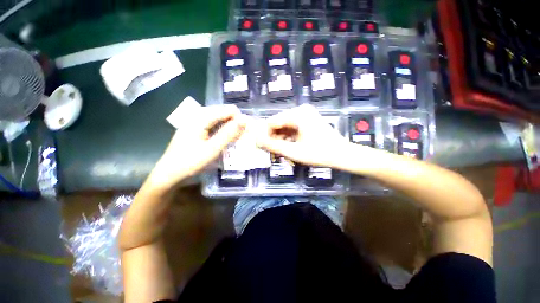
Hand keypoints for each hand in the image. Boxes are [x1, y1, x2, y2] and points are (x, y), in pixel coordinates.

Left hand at [148, 104, 245, 188]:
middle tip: (241, 135)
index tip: (245, 131)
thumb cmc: (190, 162)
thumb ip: (228, 134)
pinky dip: (221, 129)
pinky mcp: (194, 128)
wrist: (168, 173)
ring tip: (235, 137)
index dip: (239, 118)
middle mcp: (197, 115)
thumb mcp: (212, 149)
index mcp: (200, 118)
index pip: (227, 110)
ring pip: (218, 118)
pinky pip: (212, 124)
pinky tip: (224, 138)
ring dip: (228, 126)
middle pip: (222, 112)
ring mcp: (194, 121)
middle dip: (234, 121)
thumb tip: (244, 120)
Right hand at [257, 104, 349, 167]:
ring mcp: (305, 115)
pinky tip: (287, 148)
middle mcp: (300, 110)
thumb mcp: (293, 151)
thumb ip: (273, 146)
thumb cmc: (319, 154)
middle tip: (272, 153)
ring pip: (284, 127)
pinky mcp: (308, 121)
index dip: (264, 135)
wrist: (343, 155)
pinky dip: (288, 139)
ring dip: (280, 140)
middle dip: (273, 139)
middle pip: (278, 124)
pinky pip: (292, 129)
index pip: (272, 122)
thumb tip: (256, 142)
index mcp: (297, 114)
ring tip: (280, 153)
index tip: (261, 147)